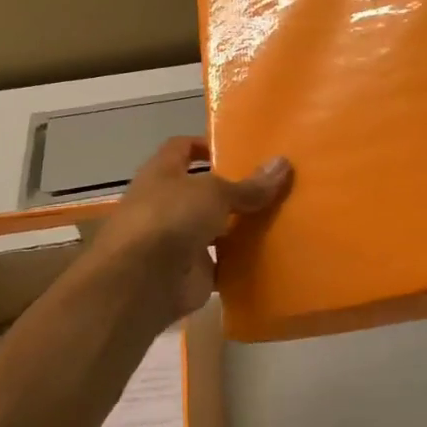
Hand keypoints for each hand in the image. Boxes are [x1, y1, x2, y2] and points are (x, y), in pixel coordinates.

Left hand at [94, 137, 292, 327]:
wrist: (143, 282)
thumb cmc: (171, 218)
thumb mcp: (215, 192)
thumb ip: (249, 185)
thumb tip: (283, 164)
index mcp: (162, 174)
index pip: (181, 148)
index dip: (206, 145)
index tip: (239, 148)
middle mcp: (167, 204)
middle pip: (203, 191)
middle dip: (234, 189)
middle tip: (273, 185)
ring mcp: (179, 240)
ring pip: (215, 228)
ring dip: (240, 226)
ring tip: (281, 217)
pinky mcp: (192, 273)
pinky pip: (223, 263)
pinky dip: (242, 261)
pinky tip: (273, 253)